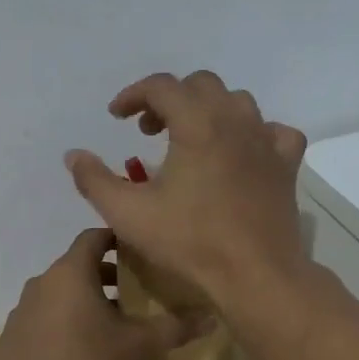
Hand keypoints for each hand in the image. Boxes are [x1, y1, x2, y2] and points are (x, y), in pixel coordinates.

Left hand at [0, 228, 209, 359]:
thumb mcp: (136, 346)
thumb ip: (173, 328)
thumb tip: (211, 318)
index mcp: (70, 272)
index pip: (93, 237)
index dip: (116, 239)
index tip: (137, 251)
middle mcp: (41, 282)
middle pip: (76, 266)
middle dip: (104, 276)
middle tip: (132, 293)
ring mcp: (21, 311)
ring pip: (57, 295)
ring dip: (81, 302)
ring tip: (107, 326)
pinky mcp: (10, 339)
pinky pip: (41, 321)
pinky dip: (60, 325)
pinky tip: (76, 353)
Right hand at [64, 71, 307, 310]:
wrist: (255, 274)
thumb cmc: (190, 241)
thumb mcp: (128, 213)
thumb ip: (94, 179)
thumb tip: (73, 155)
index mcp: (197, 122)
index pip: (161, 86)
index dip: (133, 95)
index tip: (116, 117)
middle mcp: (234, 120)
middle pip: (200, 85)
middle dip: (169, 99)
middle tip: (149, 131)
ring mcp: (266, 140)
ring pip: (237, 102)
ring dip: (208, 110)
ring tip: (189, 140)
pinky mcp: (286, 164)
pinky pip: (273, 131)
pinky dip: (252, 133)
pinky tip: (240, 153)